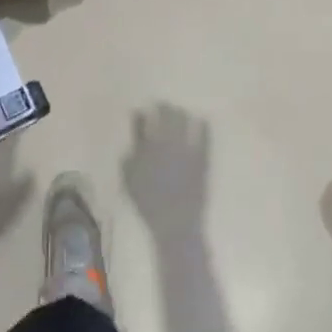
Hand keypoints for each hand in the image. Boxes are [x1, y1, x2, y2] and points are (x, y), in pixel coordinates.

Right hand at [122, 104, 210, 234]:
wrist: (175, 225)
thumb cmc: (148, 206)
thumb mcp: (129, 183)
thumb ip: (127, 160)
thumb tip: (132, 142)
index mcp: (145, 147)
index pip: (142, 121)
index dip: (142, 114)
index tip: (144, 110)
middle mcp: (164, 142)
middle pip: (165, 114)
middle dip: (163, 108)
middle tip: (164, 106)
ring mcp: (185, 149)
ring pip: (183, 120)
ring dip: (181, 114)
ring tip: (181, 113)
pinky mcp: (200, 158)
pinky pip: (204, 136)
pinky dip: (203, 126)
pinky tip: (202, 121)